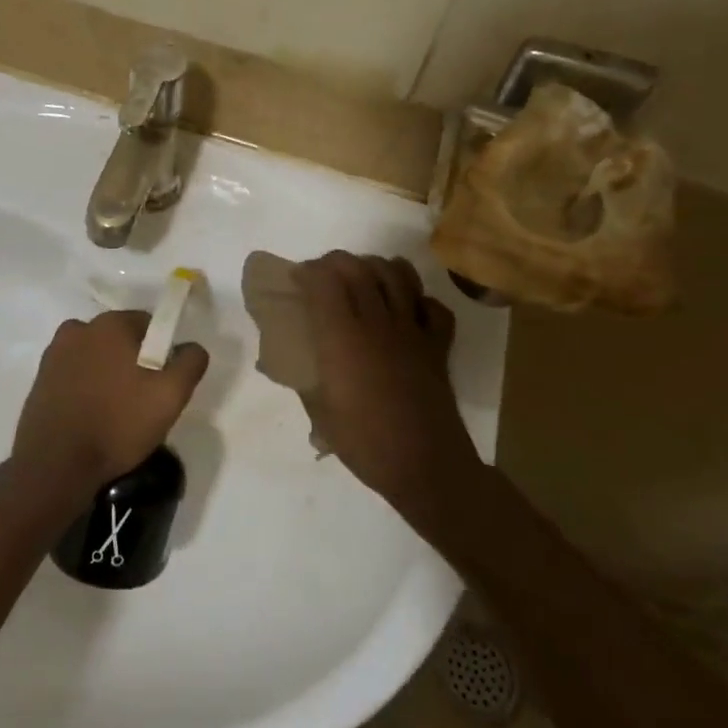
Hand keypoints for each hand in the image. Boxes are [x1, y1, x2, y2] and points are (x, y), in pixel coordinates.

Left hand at [10, 311, 209, 501]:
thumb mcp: (171, 395)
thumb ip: (190, 362)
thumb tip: (191, 347)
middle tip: (142, 400)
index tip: (162, 382)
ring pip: (95, 357)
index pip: (149, 324)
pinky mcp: (39, 380)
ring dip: (107, 374)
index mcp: (110, 324)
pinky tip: (91, 417)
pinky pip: (74, 375)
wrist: (55, 465)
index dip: (161, 351)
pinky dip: (85, 388)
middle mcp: (78, 329)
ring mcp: (54, 355)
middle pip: (119, 339)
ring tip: (115, 412)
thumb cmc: (118, 424)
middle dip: (133, 362)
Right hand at [292, 252, 475, 509]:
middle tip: (322, 274)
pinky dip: (418, 298)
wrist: (425, 466)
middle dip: (336, 262)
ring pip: (397, 275)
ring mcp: (412, 331)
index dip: (308, 272)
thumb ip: (305, 378)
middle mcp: (377, 323)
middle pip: (358, 269)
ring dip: (375, 266)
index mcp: (342, 338)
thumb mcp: (320, 413)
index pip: (324, 281)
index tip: (297, 278)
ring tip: (363, 277)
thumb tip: (289, 362)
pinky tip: (406, 308)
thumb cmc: (365, 443)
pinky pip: (433, 306)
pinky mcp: (438, 345)